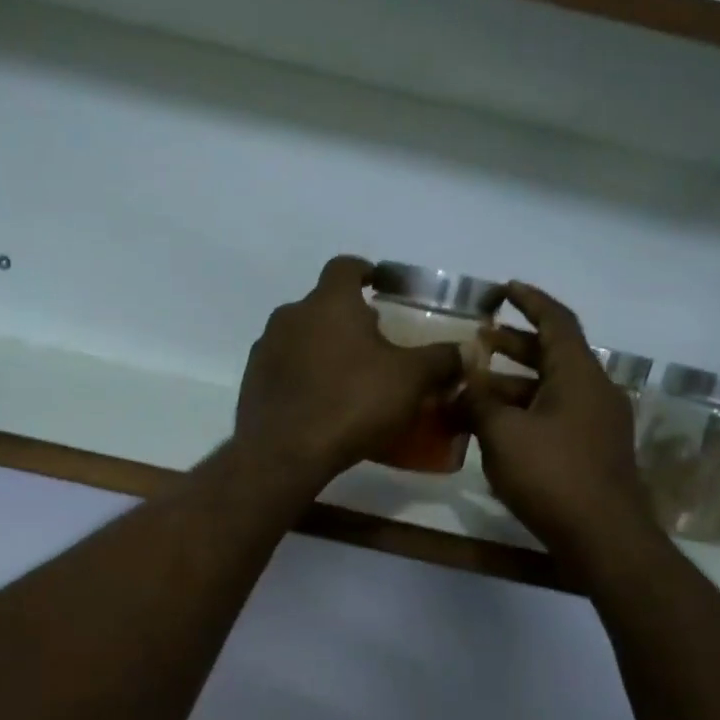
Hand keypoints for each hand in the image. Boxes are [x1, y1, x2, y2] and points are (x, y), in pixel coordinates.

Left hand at [235, 256, 462, 483]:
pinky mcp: (252, 381)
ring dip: (323, 347)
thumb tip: (466, 351)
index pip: (346, 267)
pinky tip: (321, 402)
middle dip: (348, 318)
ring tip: (349, 376)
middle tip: (375, 343)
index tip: (380, 285)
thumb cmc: (352, 403)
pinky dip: (303, 375)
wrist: (284, 452)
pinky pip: (284, 368)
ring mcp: (265, 348)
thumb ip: (441, 360)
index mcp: (329, 302)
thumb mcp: (410, 381)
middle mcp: (290, 315)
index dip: (366, 271)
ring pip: (301, 336)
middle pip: (323, 305)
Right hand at [466, 281, 653, 557]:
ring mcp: (597, 423)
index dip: (530, 301)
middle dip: (512, 346)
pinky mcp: (593, 451)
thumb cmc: (552, 475)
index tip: (505, 289)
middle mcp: (593, 391)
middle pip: (551, 355)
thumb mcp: (502, 433)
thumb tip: (464, 375)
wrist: (603, 537)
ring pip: (549, 390)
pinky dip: (524, 413)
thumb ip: (479, 398)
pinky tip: (495, 429)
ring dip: (512, 386)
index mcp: (578, 375)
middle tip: (478, 341)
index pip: (556, 321)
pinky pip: (555, 417)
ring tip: (472, 391)